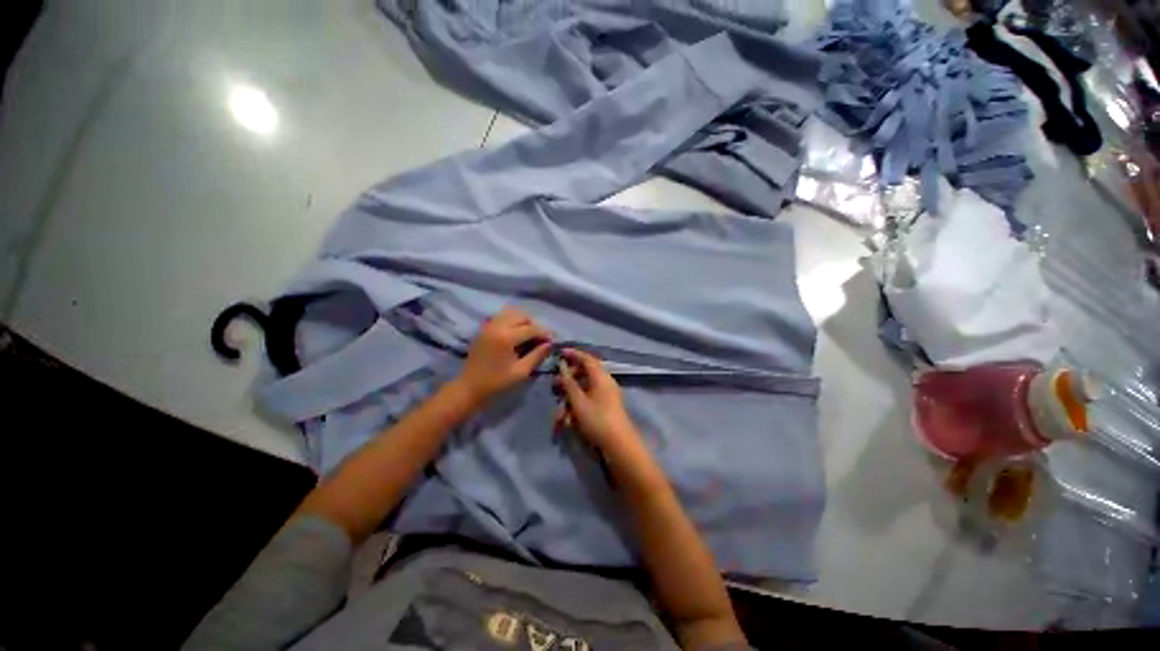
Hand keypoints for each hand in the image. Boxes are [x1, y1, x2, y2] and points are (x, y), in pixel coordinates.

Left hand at [455, 307, 551, 404]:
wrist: (468, 388)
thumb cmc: (496, 383)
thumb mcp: (521, 372)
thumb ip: (537, 355)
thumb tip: (550, 344)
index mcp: (506, 337)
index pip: (531, 328)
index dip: (545, 333)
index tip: (553, 340)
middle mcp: (497, 326)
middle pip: (521, 316)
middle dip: (533, 325)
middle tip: (540, 339)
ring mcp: (488, 325)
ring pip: (511, 313)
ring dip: (523, 321)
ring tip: (528, 336)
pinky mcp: (484, 329)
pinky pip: (501, 317)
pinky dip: (512, 322)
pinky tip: (515, 335)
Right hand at [553, 348, 641, 453]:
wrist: (619, 444)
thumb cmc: (597, 420)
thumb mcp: (578, 401)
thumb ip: (569, 383)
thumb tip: (562, 367)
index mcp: (601, 376)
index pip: (586, 358)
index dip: (573, 354)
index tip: (560, 353)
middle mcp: (605, 382)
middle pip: (584, 373)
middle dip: (568, 380)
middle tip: (555, 386)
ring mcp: (607, 394)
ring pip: (584, 389)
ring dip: (571, 397)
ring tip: (560, 413)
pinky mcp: (606, 406)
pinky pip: (589, 399)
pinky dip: (578, 405)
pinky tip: (568, 420)